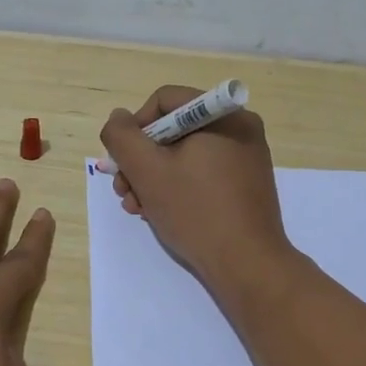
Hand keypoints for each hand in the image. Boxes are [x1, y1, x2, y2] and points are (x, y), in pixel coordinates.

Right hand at [99, 86, 291, 289]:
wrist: (247, 264)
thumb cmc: (196, 211)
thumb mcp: (147, 171)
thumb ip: (123, 137)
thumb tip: (119, 118)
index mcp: (223, 114)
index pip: (164, 101)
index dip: (135, 128)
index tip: (123, 163)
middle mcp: (239, 128)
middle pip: (173, 130)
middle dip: (141, 161)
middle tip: (124, 191)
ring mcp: (245, 158)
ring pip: (184, 155)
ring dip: (153, 178)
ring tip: (137, 208)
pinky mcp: (245, 185)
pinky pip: (202, 173)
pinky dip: (177, 188)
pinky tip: (160, 213)